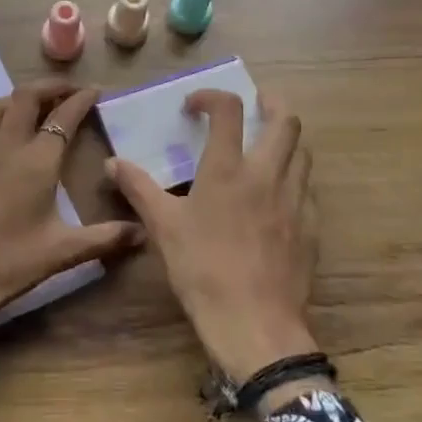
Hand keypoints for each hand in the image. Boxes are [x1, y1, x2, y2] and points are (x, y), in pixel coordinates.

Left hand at [0, 82, 143, 328]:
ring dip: (15, 98)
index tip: (96, 91)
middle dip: (49, 87)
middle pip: (25, 97)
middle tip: (67, 92)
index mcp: (37, 162)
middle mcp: (6, 147)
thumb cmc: (11, 263)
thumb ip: (105, 238)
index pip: (63, 117)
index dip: (81, 100)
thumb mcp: (63, 252)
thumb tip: (142, 232)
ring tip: (32, 105)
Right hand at [107, 91, 317, 384]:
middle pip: (286, 121)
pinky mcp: (310, 227)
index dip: (211, 96)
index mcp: (228, 169)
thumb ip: (138, 188)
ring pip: (303, 152)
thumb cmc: (202, 270)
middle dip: (273, 103)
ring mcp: (295, 200)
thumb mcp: (162, 227)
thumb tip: (111, 162)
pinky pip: (308, 189)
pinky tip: (279, 196)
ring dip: (286, 140)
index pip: (228, 109)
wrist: (255, 325)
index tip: (195, 107)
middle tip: (258, 103)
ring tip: (268, 146)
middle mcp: (267, 174)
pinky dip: (294, 178)